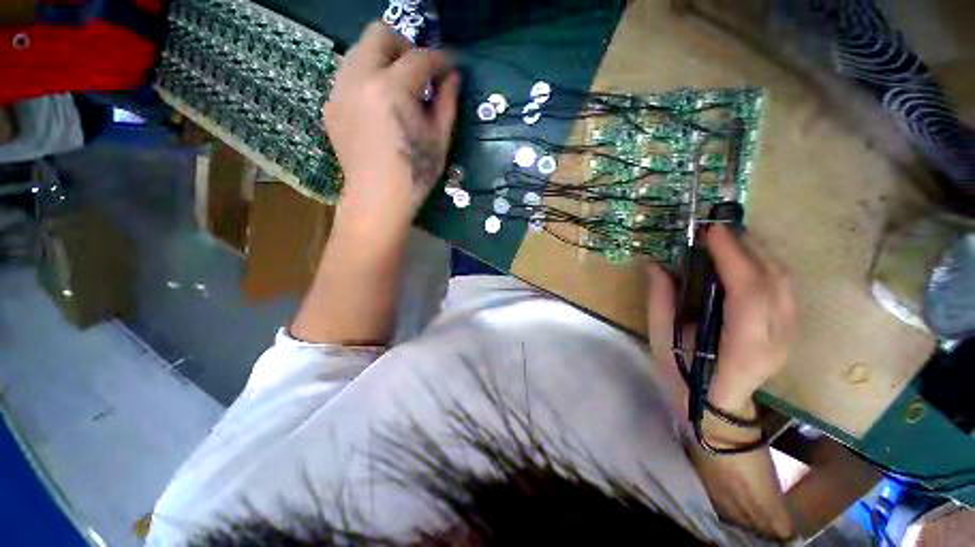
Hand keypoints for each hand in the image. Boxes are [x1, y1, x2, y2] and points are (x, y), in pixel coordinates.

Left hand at [322, 22, 459, 225]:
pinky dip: (368, 81)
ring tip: (398, 91)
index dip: (440, 59)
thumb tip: (452, 77)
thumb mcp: (439, 140)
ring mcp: (339, 91)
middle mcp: (359, 79)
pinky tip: (379, 108)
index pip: (419, 57)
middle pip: (379, 35)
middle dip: (405, 47)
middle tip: (419, 73)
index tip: (450, 66)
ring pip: (359, 52)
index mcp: (392, 89)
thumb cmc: (414, 174)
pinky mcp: (331, 106)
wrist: (377, 199)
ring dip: (383, 61)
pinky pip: (349, 76)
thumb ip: (447, 102)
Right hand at [646, 225, 796, 418]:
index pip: (748, 294)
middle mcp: (775, 339)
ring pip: (784, 281)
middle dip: (747, 246)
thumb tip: (655, 264)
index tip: (710, 232)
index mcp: (742, 348)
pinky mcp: (789, 329)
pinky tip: (745, 257)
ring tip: (729, 237)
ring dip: (758, 251)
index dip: (732, 257)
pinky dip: (765, 264)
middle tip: (717, 228)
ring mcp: (788, 334)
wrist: (716, 407)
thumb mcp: (662, 340)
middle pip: (774, 281)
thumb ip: (660, 301)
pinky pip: (784, 287)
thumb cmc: (684, 377)